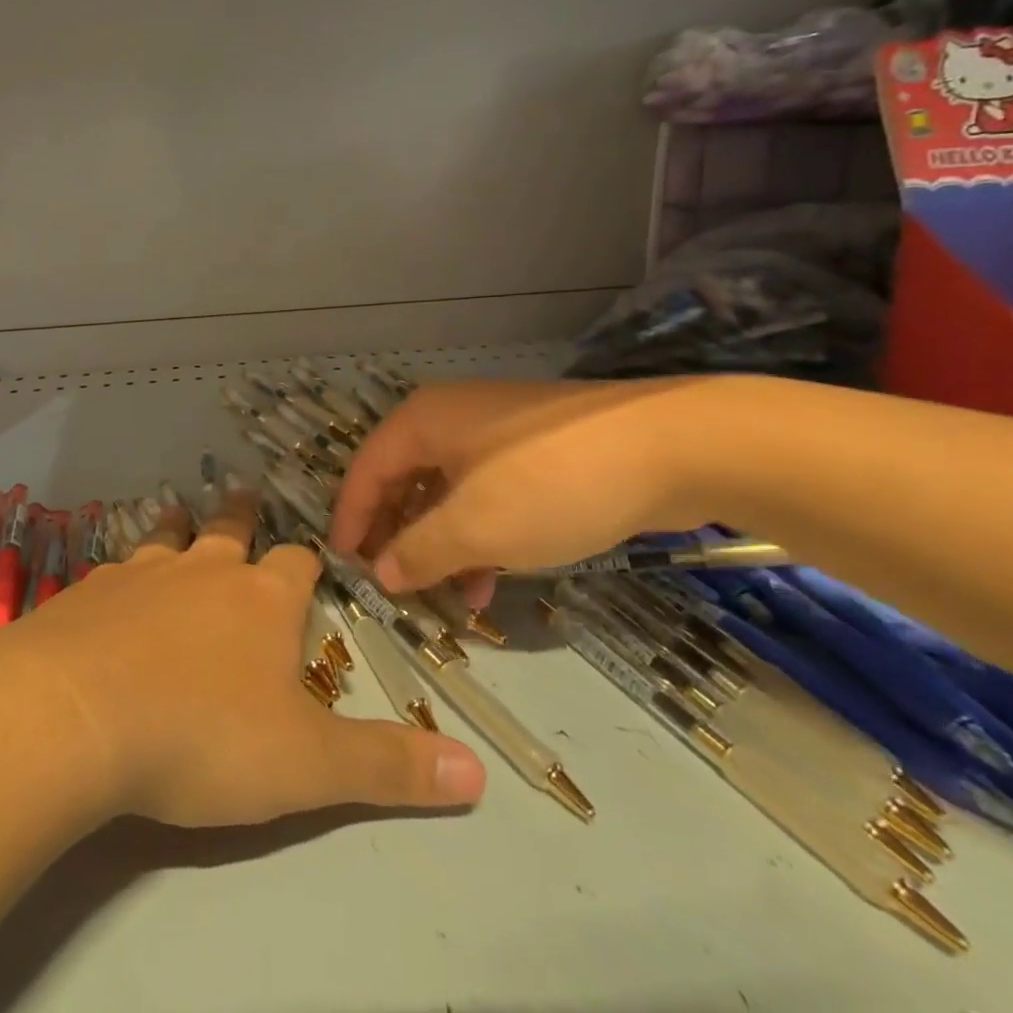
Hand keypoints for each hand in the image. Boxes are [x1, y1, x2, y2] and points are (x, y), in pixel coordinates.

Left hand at [14, 492, 484, 827]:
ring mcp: (140, 573)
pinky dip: (121, 573)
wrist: (76, 714)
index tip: (312, 561)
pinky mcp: (87, 592)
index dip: (309, 561)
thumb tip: (479, 775)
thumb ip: (387, 766)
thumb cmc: (203, 736)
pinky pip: (112, 570)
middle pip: (229, 529)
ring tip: (180, 515)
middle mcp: (203, 570)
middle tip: (244, 497)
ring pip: (167, 537)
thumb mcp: (307, 765)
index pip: (298, 562)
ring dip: (178, 528)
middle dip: (242, 516)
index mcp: (262, 598)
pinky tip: (110, 587)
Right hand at [329, 378, 718, 595]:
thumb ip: (419, 552)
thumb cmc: (551, 483)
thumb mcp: (475, 527)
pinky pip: (486, 494)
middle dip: (396, 535)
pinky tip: (491, 577)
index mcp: (423, 421)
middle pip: (404, 480)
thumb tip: (380, 573)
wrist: (671, 447)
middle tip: (390, 584)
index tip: (342, 566)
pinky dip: (478, 534)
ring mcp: (496, 432)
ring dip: (440, 543)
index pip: (366, 471)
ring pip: (447, 492)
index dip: (350, 520)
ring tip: (443, 594)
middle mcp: (450, 419)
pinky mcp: (535, 451)